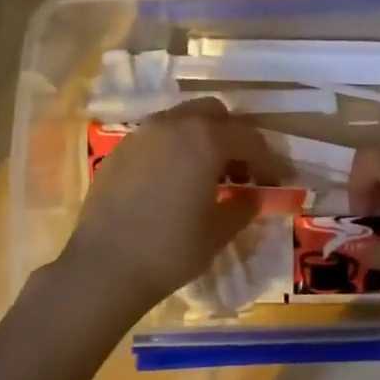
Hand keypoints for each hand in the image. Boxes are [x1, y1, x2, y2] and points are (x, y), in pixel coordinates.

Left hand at [59, 98, 281, 316]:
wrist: (104, 266)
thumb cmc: (171, 248)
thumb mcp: (219, 232)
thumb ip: (243, 206)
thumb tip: (253, 196)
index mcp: (205, 139)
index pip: (248, 138)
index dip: (267, 160)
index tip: (275, 182)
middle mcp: (173, 124)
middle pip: (213, 113)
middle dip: (232, 135)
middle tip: (240, 169)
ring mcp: (141, 134)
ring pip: (181, 120)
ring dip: (201, 138)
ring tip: (206, 174)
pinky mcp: (119, 151)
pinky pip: (156, 137)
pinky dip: (173, 149)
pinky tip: (173, 182)